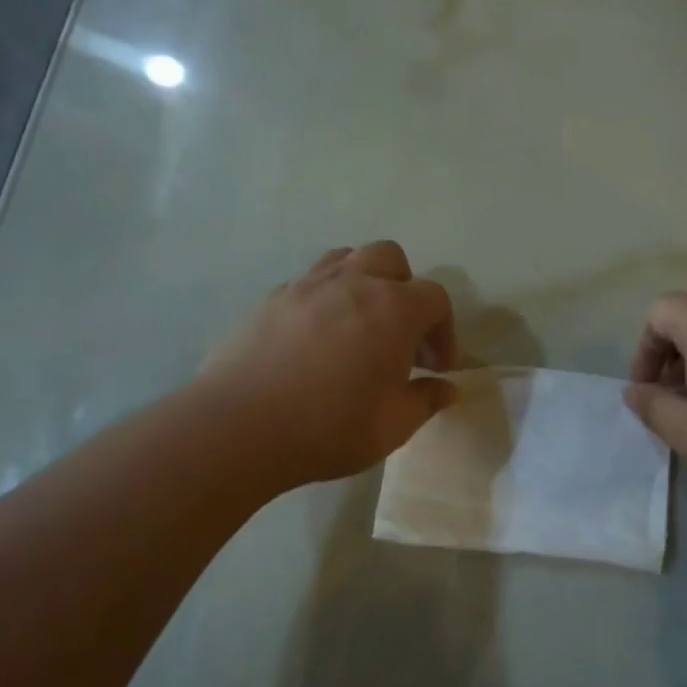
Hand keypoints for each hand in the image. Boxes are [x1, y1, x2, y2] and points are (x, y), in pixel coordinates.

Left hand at [201, 242, 457, 490]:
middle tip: (399, 333)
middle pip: (390, 258)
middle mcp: (353, 283)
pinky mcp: (270, 299)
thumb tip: (447, 388)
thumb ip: (426, 400)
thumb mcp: (392, 426)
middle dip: (404, 289)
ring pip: (345, 259)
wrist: (239, 427)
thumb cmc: (329, 427)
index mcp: (393, 309)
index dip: (443, 330)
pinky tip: (314, 341)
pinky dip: (323, 300)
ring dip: (362, 283)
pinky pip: (308, 283)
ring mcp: (307, 286)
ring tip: (357, 325)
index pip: (435, 298)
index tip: (436, 366)